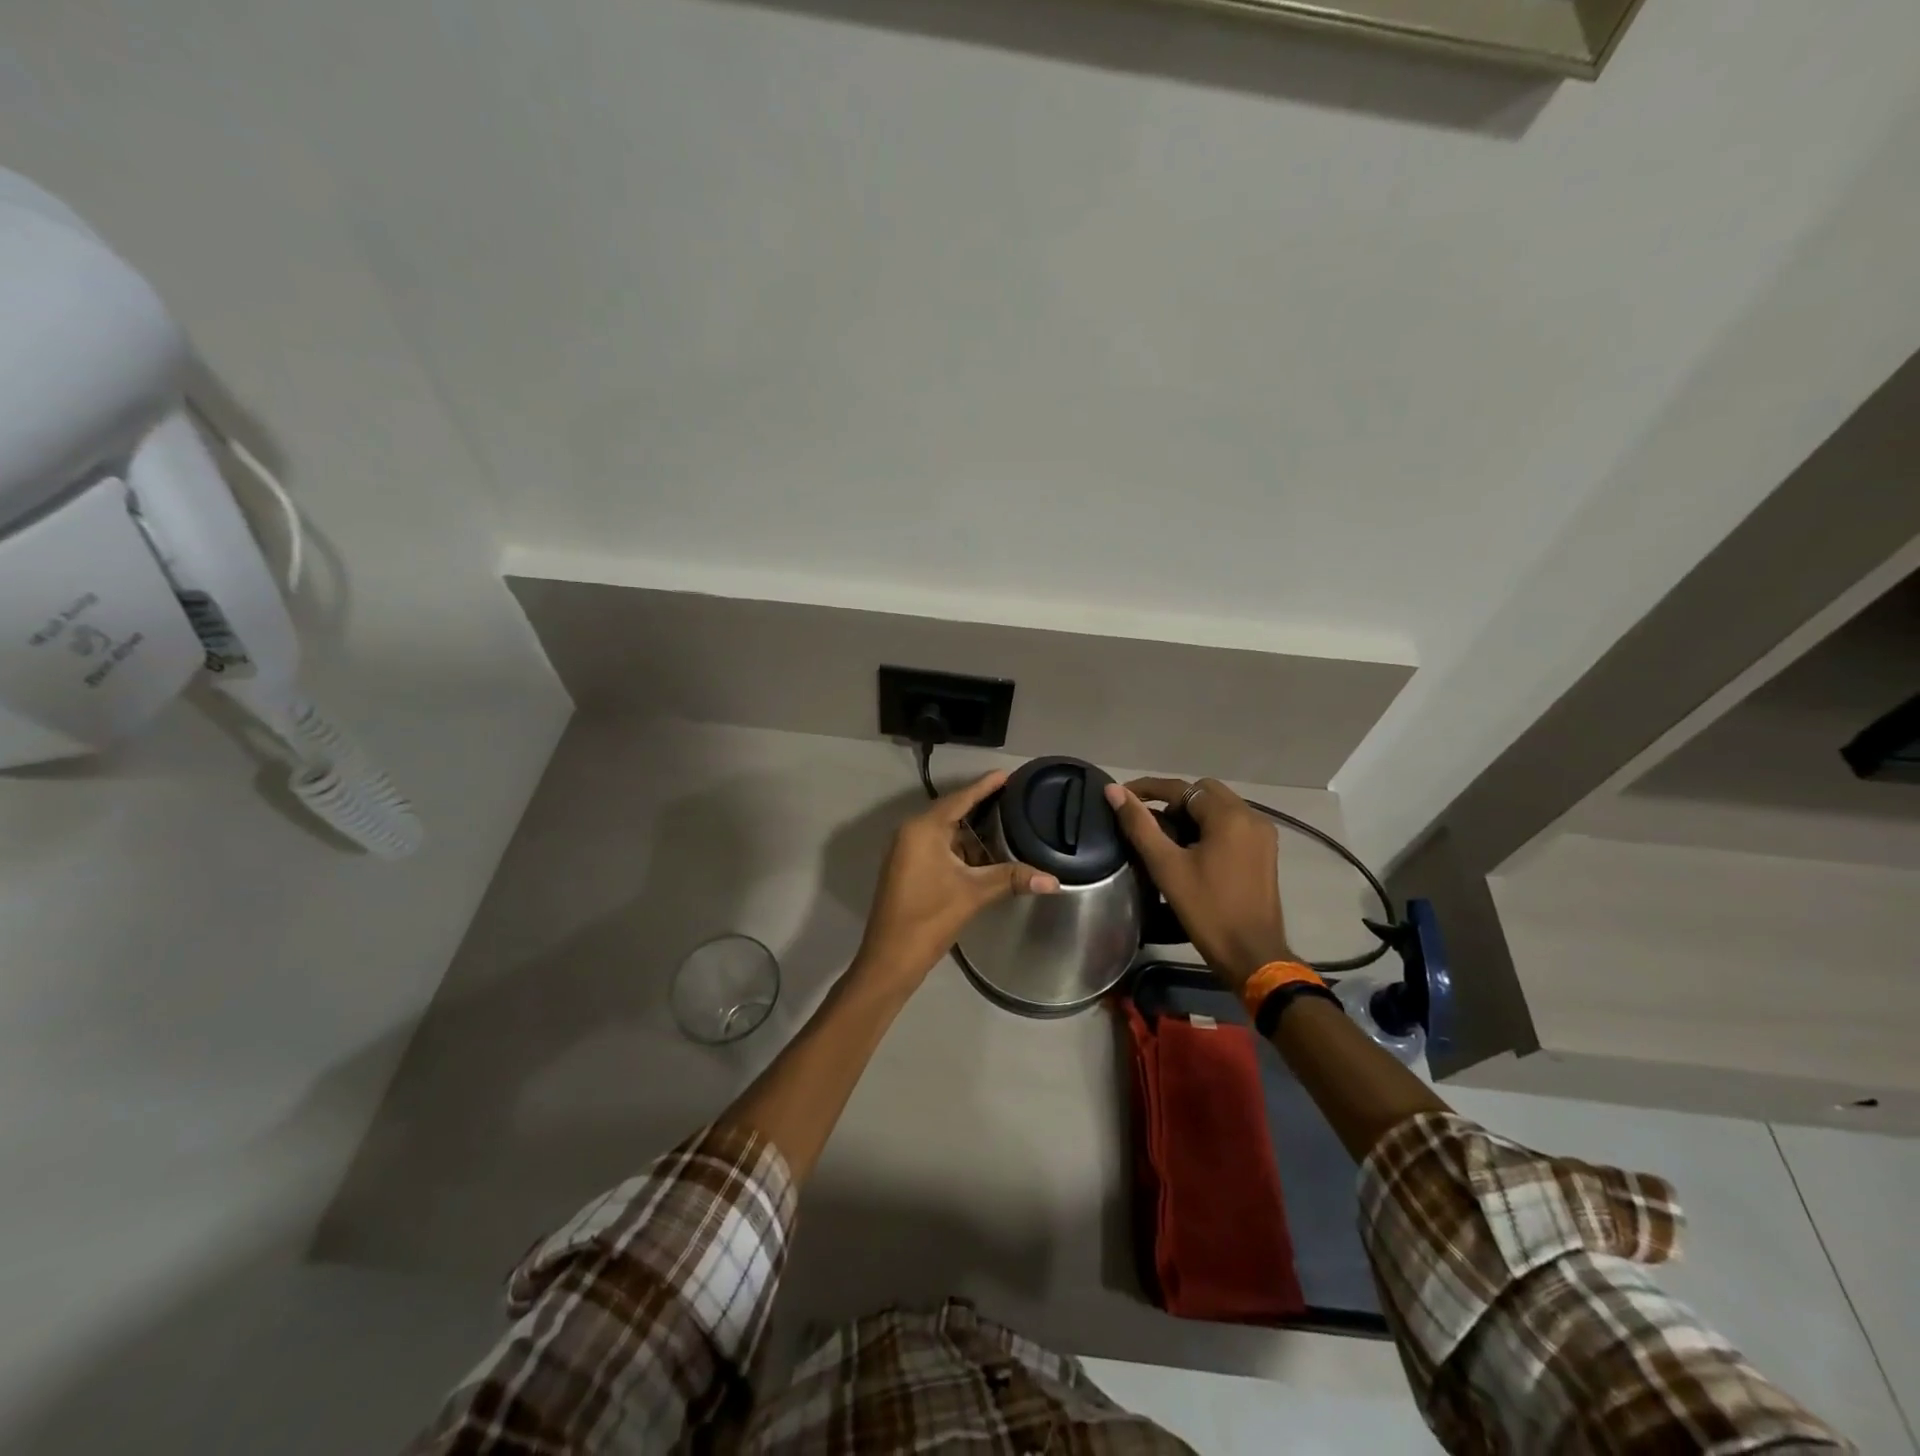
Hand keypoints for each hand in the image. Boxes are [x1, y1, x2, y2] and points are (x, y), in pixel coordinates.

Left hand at [854, 771, 1059, 994]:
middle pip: (952, 812)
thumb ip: (1013, 879)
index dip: (985, 786)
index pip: (960, 798)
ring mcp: (907, 851)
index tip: (1007, 774)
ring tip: (1006, 827)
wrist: (890, 959)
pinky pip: (938, 848)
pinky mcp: (908, 869)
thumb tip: (1054, 881)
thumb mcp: (974, 893)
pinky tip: (984, 857)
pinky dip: (961, 850)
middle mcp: (911, 832)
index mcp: (923, 829)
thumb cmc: (929, 917)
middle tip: (1014, 800)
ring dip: (972, 834)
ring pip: (946, 833)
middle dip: (982, 809)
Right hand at [1105, 776, 1292, 993]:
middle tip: (1145, 820)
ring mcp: (1262, 835)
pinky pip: (1231, 824)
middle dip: (1171, 800)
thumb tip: (1113, 791)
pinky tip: (1188, 849)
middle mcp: (1251, 816)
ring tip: (1162, 835)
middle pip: (1203, 792)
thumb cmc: (1207, 910)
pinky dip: (1207, 827)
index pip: (1182, 788)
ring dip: (1189, 814)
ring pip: (1218, 808)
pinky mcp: (1264, 852)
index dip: (1148, 788)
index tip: (1120, 796)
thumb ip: (1139, 824)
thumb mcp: (1166, 866)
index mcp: (1229, 816)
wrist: (1252, 955)